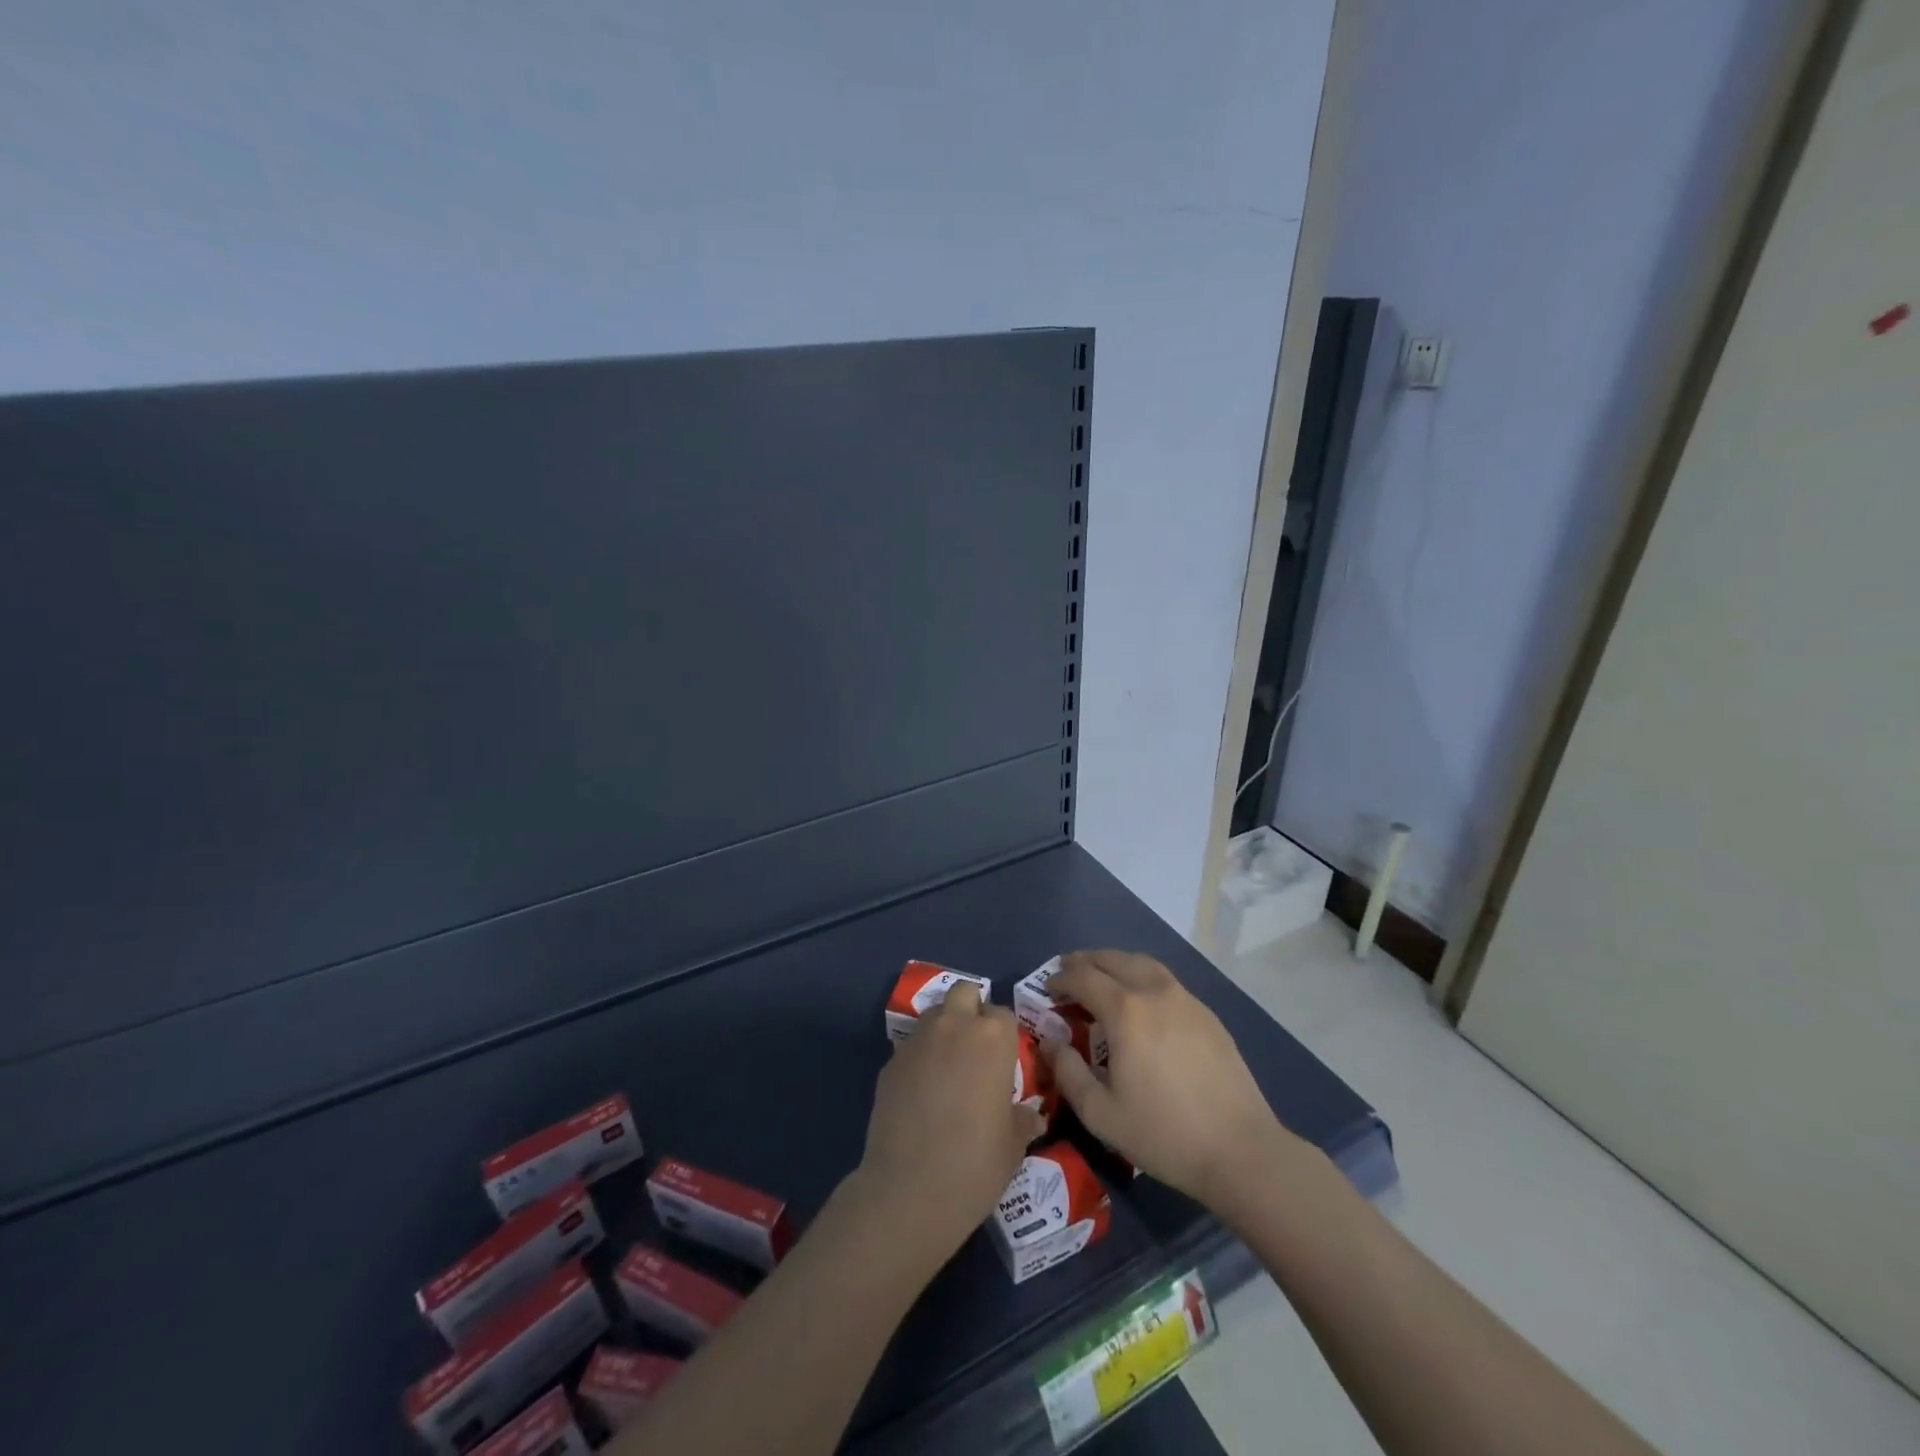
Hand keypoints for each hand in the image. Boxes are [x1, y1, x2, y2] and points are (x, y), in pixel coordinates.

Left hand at [853, 983, 1046, 1266]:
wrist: (909, 1191)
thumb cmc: (975, 1164)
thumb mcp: (1013, 1145)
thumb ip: (1022, 1120)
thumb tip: (1032, 1116)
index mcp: (992, 1038)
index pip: (1003, 1014)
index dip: (1005, 1034)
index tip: (1005, 1060)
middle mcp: (954, 1026)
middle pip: (964, 993)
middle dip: (971, 1010)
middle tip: (976, 1049)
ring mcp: (917, 1040)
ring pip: (935, 1014)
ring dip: (945, 1029)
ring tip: (949, 1067)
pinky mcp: (890, 1060)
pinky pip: (912, 1045)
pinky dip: (920, 1056)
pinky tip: (922, 1091)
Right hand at [1041, 949, 1296, 1210]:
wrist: (1240, 1151)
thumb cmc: (1163, 1134)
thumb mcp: (1100, 1113)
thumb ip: (1067, 1072)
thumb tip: (1050, 1040)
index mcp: (1125, 1011)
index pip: (1083, 977)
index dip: (1060, 978)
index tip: (1046, 989)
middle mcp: (1155, 992)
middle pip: (1113, 959)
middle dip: (1086, 961)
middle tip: (1068, 972)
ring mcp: (1186, 1000)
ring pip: (1143, 963)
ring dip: (1116, 963)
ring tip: (1102, 976)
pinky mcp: (1208, 1015)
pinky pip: (1166, 981)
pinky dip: (1143, 977)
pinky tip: (1142, 1001)